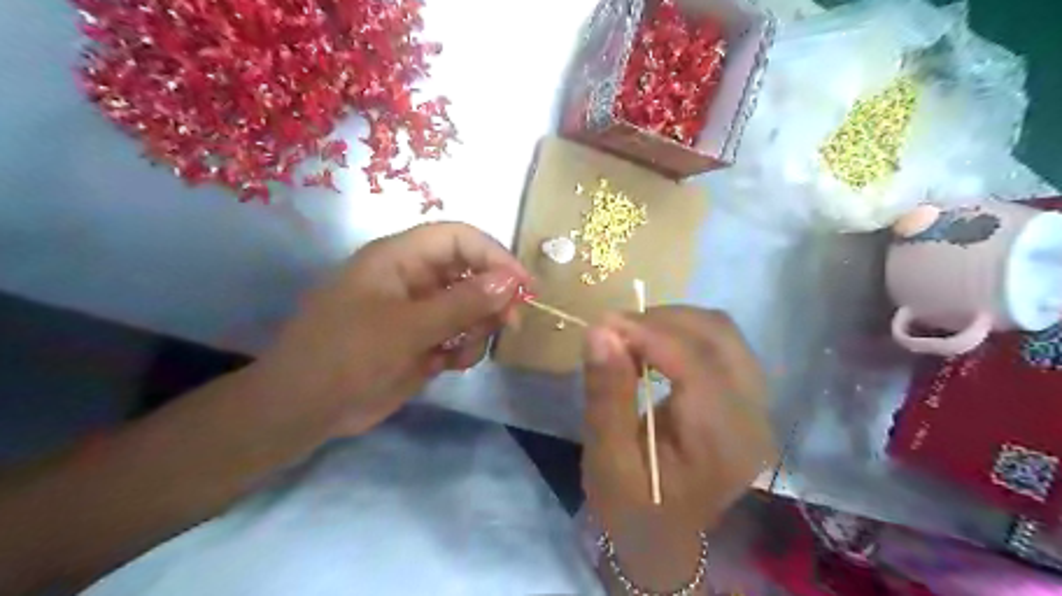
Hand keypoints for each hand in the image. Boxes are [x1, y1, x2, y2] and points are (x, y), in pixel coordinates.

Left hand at [249, 221, 530, 440]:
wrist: (304, 410)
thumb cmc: (347, 355)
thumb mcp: (408, 327)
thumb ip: (462, 303)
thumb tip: (512, 280)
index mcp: (400, 258)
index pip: (459, 238)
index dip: (494, 255)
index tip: (523, 285)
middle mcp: (413, 279)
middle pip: (471, 272)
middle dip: (492, 296)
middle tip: (509, 323)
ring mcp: (419, 312)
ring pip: (470, 307)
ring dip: (477, 327)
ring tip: (461, 352)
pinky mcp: (422, 341)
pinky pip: (460, 335)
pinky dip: (464, 349)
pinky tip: (448, 365)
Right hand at [579, 306, 776, 591]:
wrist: (665, 537)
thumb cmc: (632, 508)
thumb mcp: (608, 462)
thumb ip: (607, 396)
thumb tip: (600, 331)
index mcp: (723, 443)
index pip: (696, 363)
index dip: (649, 332)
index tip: (602, 324)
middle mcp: (754, 417)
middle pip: (719, 336)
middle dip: (662, 320)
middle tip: (614, 330)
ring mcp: (757, 405)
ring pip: (723, 332)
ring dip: (674, 322)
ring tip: (631, 336)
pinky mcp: (748, 398)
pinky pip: (722, 343)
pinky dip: (684, 332)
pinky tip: (654, 346)